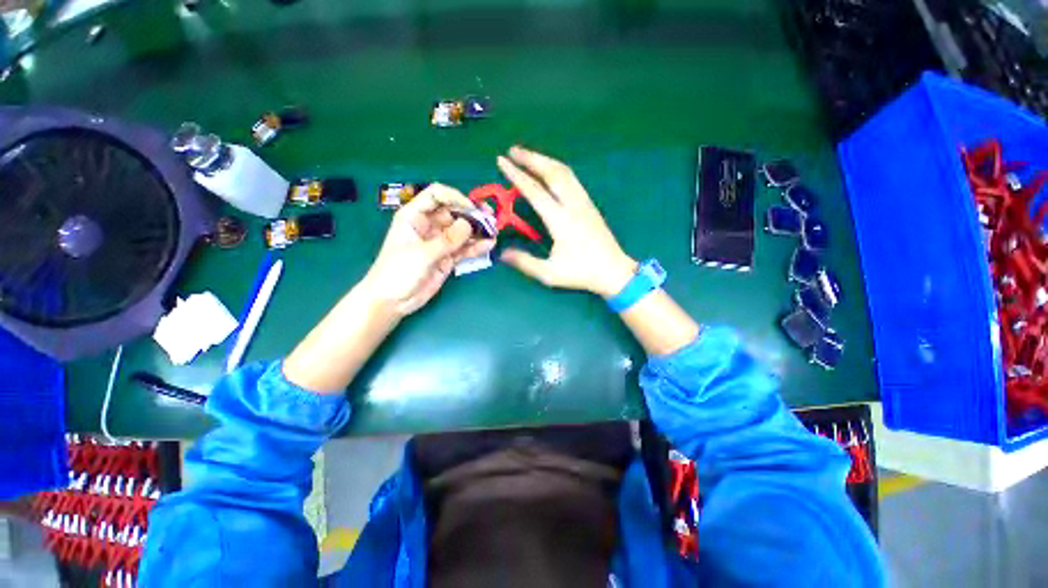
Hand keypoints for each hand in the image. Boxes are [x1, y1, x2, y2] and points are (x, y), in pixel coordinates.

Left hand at [361, 184, 494, 315]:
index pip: (436, 195)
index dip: (455, 197)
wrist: (392, 301)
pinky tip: (488, 246)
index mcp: (415, 216)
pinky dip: (476, 247)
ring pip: (462, 231)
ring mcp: (440, 242)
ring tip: (493, 233)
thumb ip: (446, 240)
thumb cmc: (397, 272)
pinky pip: (464, 248)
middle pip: (454, 213)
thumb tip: (469, 225)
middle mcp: (429, 225)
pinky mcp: (448, 257)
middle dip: (472, 215)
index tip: (472, 208)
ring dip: (477, 231)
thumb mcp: (421, 254)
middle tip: (490, 220)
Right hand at [497, 146, 636, 296]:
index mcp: (560, 220)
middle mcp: (573, 205)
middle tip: (512, 150)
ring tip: (528, 156)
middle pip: (551, 172)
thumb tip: (502, 253)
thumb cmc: (582, 273)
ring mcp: (584, 202)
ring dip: (544, 160)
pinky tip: (549, 171)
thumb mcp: (550, 274)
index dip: (516, 175)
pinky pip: (571, 178)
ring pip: (564, 172)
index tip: (502, 161)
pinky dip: (556, 168)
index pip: (534, 191)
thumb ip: (525, 262)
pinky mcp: (589, 204)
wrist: (613, 271)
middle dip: (531, 158)